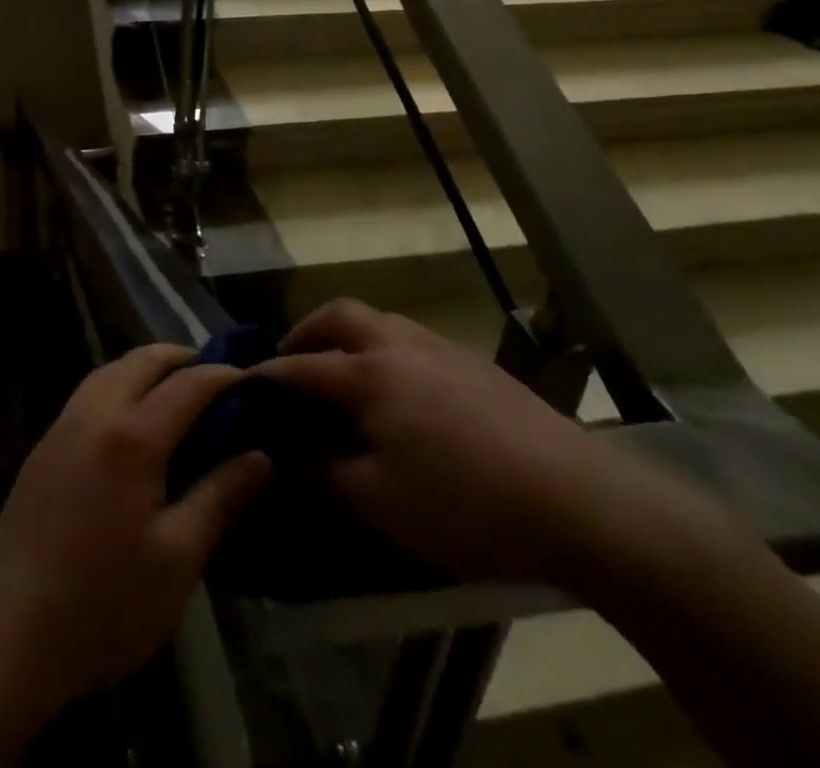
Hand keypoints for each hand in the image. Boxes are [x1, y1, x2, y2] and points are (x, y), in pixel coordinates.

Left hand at [0, 343, 272, 711]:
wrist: (10, 637)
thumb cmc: (105, 603)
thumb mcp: (179, 558)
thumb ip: (221, 496)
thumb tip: (261, 456)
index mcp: (131, 436)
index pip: (187, 385)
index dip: (224, 376)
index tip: (254, 379)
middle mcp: (94, 413)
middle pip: (142, 360)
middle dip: (182, 358)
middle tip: (216, 378)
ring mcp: (62, 427)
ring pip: (109, 370)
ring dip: (146, 368)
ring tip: (176, 392)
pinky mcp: (43, 448)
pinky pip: (88, 394)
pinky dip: (119, 386)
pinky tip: (131, 420)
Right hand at [254, 299, 692, 583]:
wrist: (578, 499)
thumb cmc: (465, 503)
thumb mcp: (378, 499)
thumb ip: (323, 467)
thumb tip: (286, 445)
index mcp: (368, 373)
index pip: (300, 366)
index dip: (266, 376)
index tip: (240, 385)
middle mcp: (398, 343)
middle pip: (339, 316)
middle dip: (305, 333)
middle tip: (290, 364)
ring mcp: (441, 347)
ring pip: (379, 320)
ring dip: (347, 337)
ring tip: (341, 376)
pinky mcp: (475, 363)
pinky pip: (410, 339)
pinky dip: (383, 350)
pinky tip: (398, 393)